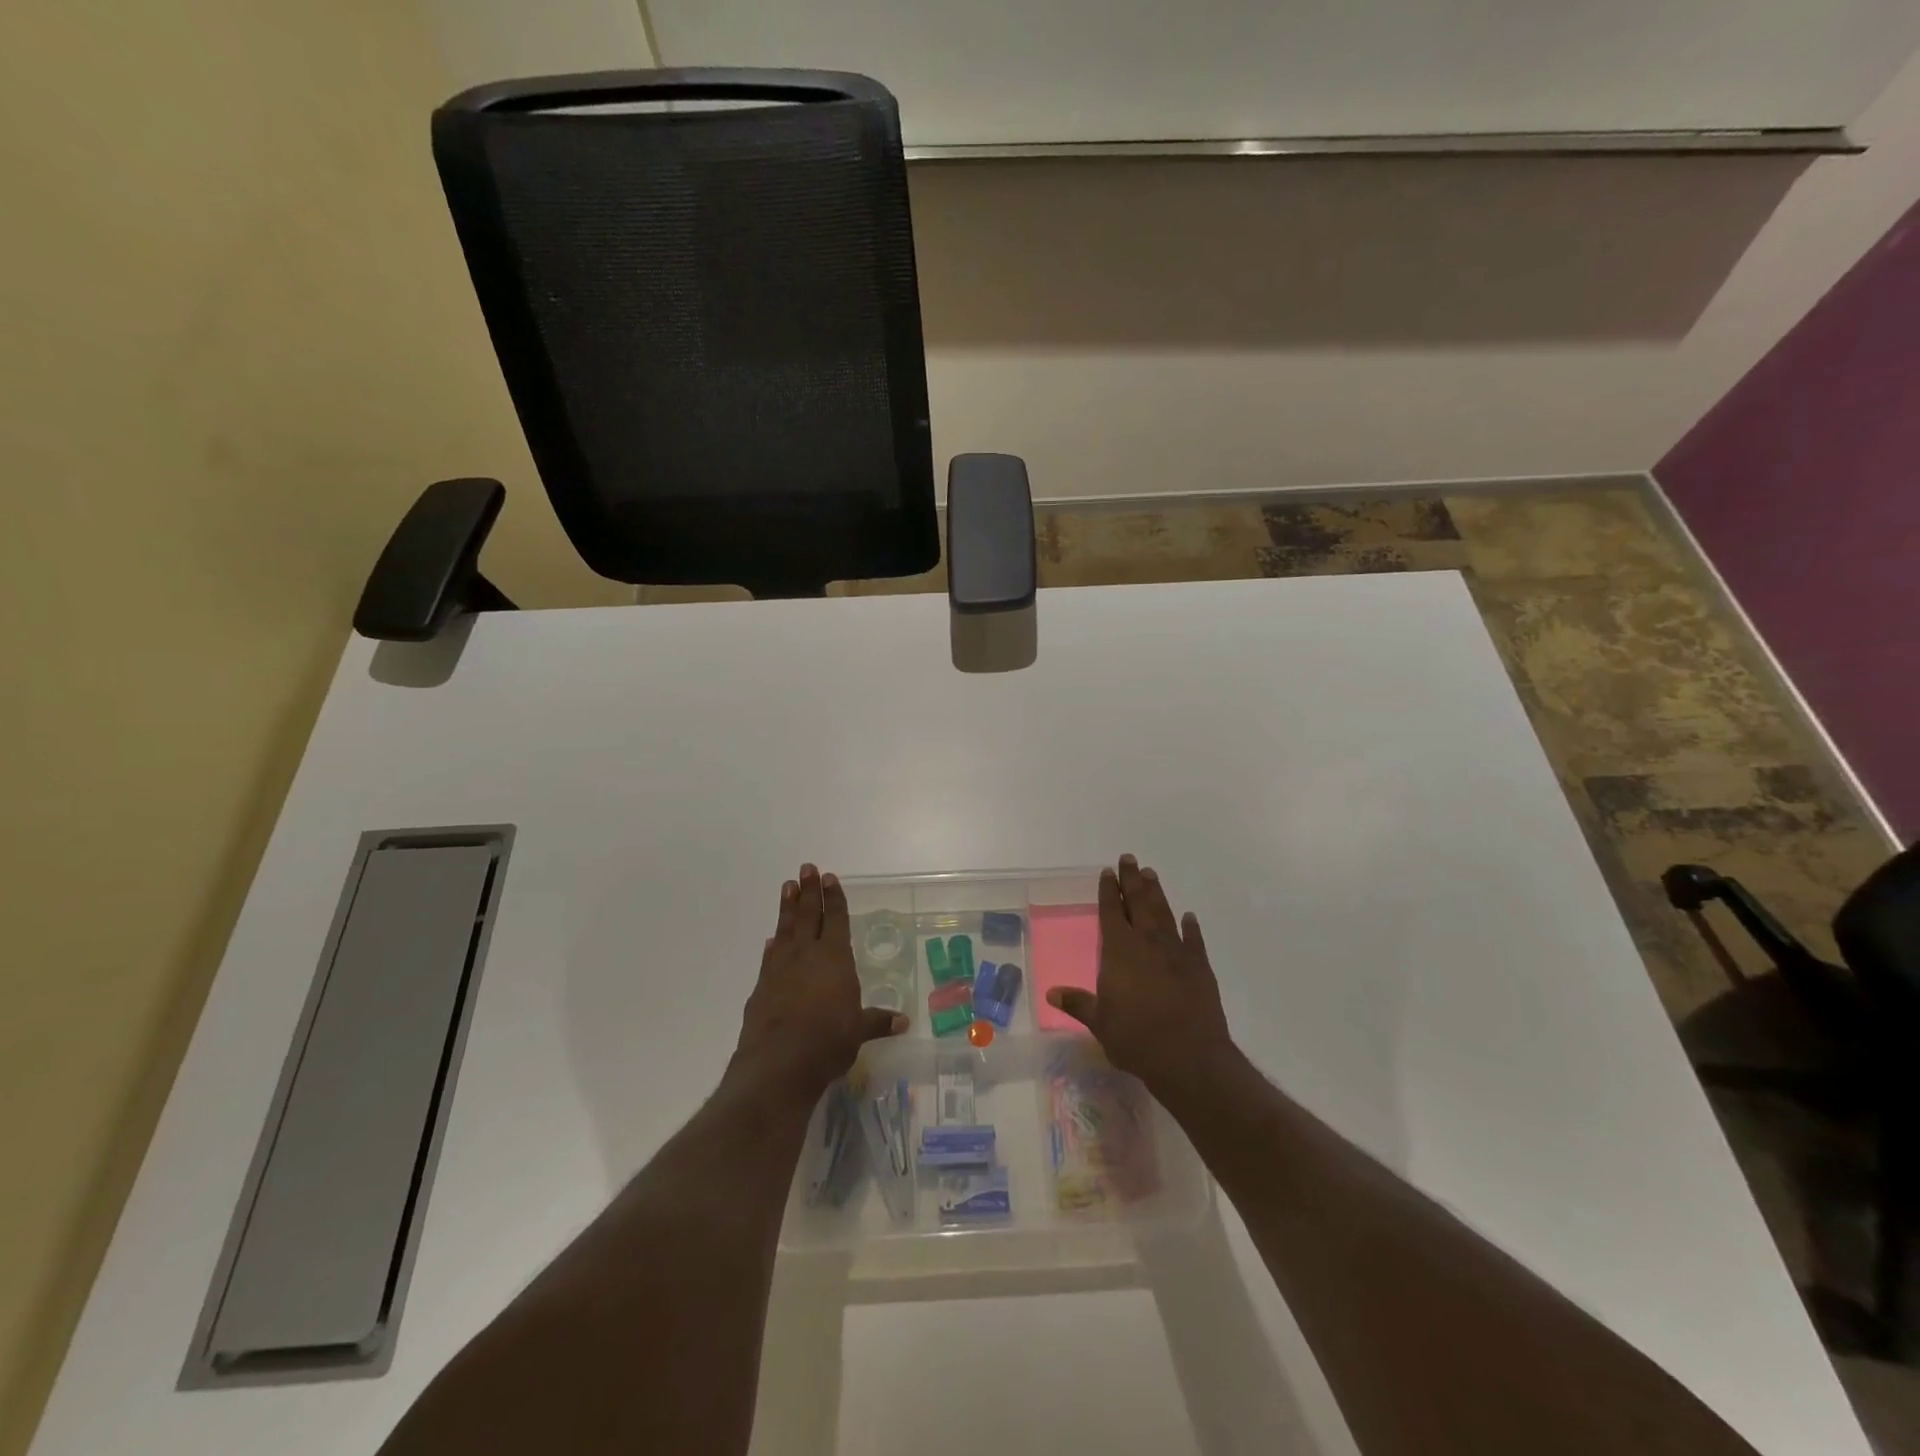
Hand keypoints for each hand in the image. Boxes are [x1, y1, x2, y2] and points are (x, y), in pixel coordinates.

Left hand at [734, 864, 906, 1097]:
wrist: (778, 1063)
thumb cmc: (828, 1041)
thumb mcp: (858, 1031)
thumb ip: (877, 1021)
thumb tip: (903, 1021)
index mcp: (835, 958)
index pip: (836, 919)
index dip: (834, 898)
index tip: (829, 878)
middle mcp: (807, 954)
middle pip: (808, 914)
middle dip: (808, 891)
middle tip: (806, 868)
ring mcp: (781, 968)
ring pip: (785, 928)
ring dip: (787, 907)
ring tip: (787, 886)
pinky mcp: (762, 986)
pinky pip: (770, 956)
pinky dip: (773, 945)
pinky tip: (772, 940)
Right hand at [1046, 855, 1232, 1098]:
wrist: (1190, 1058)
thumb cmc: (1137, 1039)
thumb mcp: (1100, 1024)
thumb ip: (1078, 1004)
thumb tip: (1052, 992)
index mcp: (1119, 951)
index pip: (1111, 912)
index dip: (1108, 891)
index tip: (1108, 872)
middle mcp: (1147, 943)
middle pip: (1138, 902)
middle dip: (1132, 880)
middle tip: (1129, 858)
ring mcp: (1176, 952)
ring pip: (1164, 913)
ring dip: (1156, 893)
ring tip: (1151, 874)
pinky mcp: (1200, 966)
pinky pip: (1194, 939)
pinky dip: (1191, 926)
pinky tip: (1189, 916)